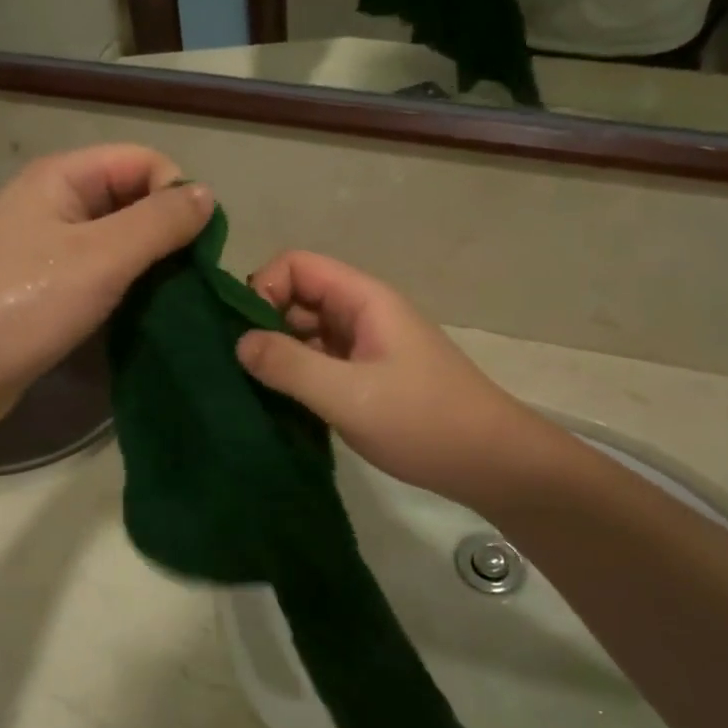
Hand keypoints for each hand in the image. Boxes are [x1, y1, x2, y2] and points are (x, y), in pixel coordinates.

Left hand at [0, 146, 212, 434]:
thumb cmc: (21, 306)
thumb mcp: (100, 259)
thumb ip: (159, 223)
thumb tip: (208, 194)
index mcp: (61, 177)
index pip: (142, 161)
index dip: (176, 193)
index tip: (197, 246)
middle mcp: (53, 203)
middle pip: (131, 198)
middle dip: (167, 232)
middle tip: (190, 280)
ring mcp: (45, 248)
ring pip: (117, 241)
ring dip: (149, 265)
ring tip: (171, 300)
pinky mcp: (43, 289)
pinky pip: (98, 274)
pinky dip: (125, 288)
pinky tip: (140, 314)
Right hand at [236, 251, 562, 513]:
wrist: (490, 462)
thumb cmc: (422, 421)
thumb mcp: (349, 395)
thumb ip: (290, 366)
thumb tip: (238, 342)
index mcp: (363, 299)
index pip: (297, 265)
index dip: (263, 288)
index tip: (244, 336)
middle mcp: (363, 313)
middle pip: (298, 297)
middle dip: (265, 324)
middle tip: (240, 369)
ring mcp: (366, 346)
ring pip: (307, 332)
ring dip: (279, 354)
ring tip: (253, 390)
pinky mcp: (367, 376)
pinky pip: (321, 362)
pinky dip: (298, 376)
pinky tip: (281, 405)